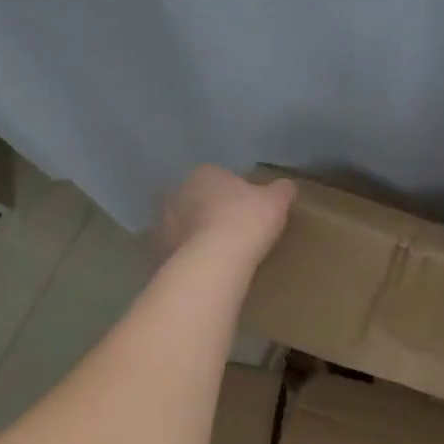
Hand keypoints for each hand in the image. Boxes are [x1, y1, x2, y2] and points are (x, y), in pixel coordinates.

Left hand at [161, 166, 295, 264]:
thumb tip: (286, 186)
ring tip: (215, 253)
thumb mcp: (276, 202)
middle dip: (206, 211)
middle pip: (194, 199)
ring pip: (181, 225)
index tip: (246, 209)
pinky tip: (202, 270)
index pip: (217, 177)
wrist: (214, 262)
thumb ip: (281, 190)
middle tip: (229, 229)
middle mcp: (176, 193)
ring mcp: (162, 224)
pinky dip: (185, 257)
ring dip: (193, 234)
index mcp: (203, 174)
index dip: (232, 193)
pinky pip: (175, 252)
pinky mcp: (158, 253)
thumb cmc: (246, 221)